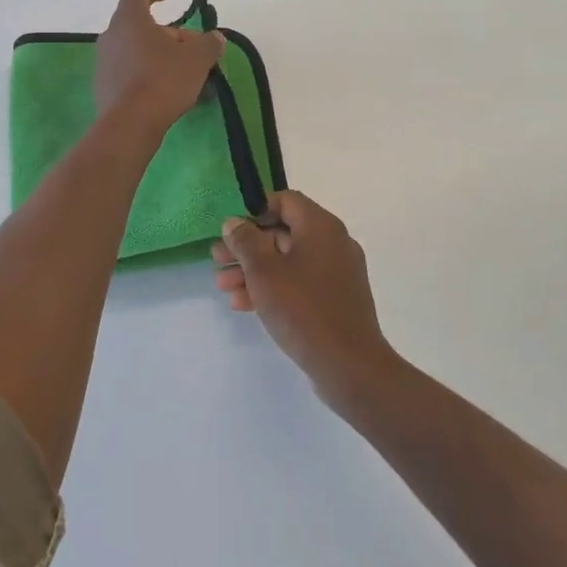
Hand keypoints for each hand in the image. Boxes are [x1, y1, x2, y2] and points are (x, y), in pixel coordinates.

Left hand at [94, 0, 225, 139]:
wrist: (129, 124)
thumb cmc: (163, 80)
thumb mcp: (197, 59)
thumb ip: (209, 43)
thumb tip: (214, 38)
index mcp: (129, 20)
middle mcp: (111, 36)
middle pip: (140, 25)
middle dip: (168, 33)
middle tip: (191, 47)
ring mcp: (104, 63)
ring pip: (135, 50)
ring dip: (159, 55)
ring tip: (184, 72)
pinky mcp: (103, 87)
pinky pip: (129, 72)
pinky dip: (148, 74)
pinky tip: (168, 92)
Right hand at [212, 191, 399, 403]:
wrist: (349, 366)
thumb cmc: (303, 309)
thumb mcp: (264, 272)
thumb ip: (246, 241)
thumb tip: (235, 223)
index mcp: (321, 226)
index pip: (285, 200)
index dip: (255, 210)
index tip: (231, 229)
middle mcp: (333, 242)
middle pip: (283, 232)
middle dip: (247, 247)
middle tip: (217, 260)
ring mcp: (337, 272)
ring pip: (288, 260)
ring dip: (254, 270)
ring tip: (223, 287)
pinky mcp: (336, 299)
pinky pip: (300, 282)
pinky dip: (273, 287)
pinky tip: (243, 304)